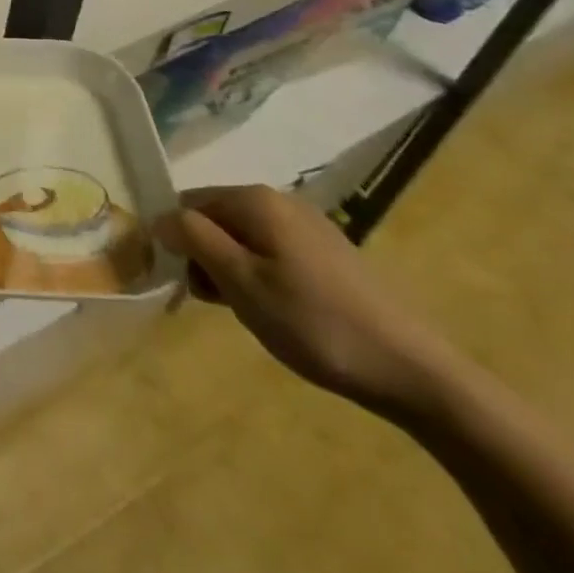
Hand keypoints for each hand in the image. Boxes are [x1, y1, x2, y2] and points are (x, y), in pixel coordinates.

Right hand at [154, 185, 459, 418]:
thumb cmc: (315, 324)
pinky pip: (272, 251)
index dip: (176, 239)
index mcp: (254, 200)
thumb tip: (159, 216)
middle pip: (215, 217)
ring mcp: (308, 225)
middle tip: (217, 303)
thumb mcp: (241, 283)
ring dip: (232, 269)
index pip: (187, 203)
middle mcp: (279, 200)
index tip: (182, 281)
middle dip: (205, 256)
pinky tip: (279, 311)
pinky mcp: (328, 252)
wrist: (414, 372)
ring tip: (249, 312)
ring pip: (243, 237)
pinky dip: (261, 275)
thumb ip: (194, 240)